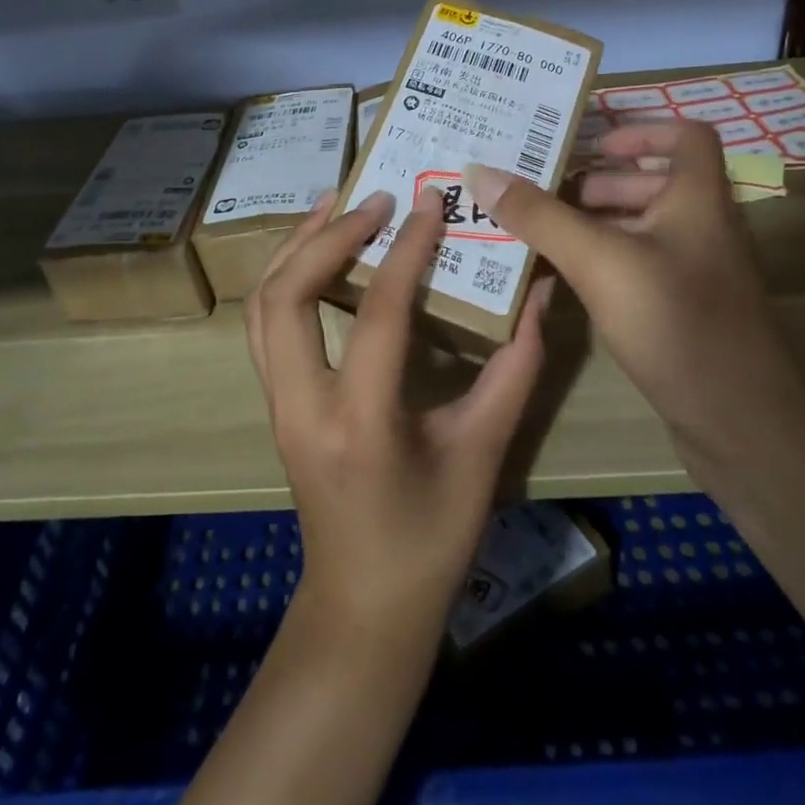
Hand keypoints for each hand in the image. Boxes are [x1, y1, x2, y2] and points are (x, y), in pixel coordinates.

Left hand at [245, 185, 551, 638]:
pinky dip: (285, 275)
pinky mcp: (276, 403)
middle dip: (328, 236)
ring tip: (335, 204)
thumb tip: (541, 294)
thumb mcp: (484, 453)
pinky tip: (315, 252)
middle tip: (376, 199)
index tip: (431, 203)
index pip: (378, 314)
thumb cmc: (432, 538)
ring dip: (295, 247)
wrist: (364, 605)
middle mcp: (302, 406)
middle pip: (288, 296)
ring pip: (263, 305)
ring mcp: (278, 405)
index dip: (407, 251)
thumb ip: (517, 368)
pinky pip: (265, 324)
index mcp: (361, 423)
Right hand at [465, 122, 798, 461]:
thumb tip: (481, 172)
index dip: (640, 130)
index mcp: (698, 198)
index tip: (590, 144)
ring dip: (598, 221)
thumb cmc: (675, 322)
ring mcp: (698, 271)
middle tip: (544, 190)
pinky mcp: (688, 310)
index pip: (686, 136)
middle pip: (655, 181)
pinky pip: (643, 265)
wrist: (740, 423)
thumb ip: (540, 216)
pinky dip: (607, 260)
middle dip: (599, 181)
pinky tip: (567, 277)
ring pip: (646, 226)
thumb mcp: (599, 261)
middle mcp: (704, 226)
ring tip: (543, 230)